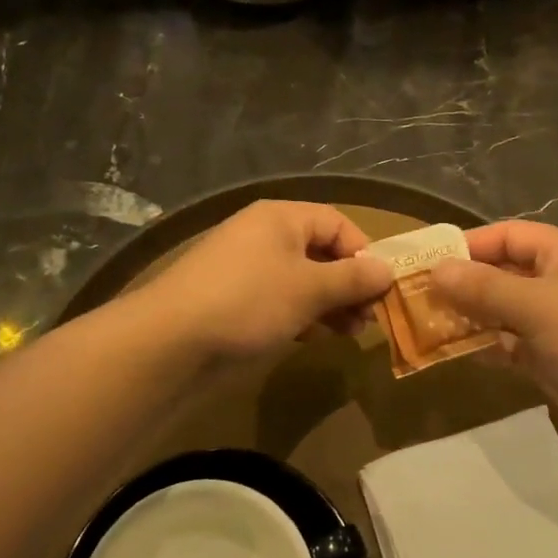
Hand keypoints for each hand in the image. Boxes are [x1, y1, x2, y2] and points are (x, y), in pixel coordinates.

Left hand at [139, 200, 394, 364]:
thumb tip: (387, 270)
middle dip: (349, 284)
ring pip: (301, 278)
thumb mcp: (309, 289)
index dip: (363, 252)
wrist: (171, 340)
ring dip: (329, 303)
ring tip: (350, 333)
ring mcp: (246, 267)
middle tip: (369, 319)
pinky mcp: (233, 299)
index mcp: (281, 218)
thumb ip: (352, 279)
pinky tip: (313, 337)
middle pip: (320, 251)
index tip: (381, 289)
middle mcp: (263, 235)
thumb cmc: (249, 301)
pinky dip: (301, 314)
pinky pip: (279, 298)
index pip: (336, 223)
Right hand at [430, 221, 557, 460]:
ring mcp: (556, 323)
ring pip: (501, 312)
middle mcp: (557, 282)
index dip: (466, 245)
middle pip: (499, 274)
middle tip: (414, 298)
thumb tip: (436, 270)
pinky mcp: (553, 360)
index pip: (505, 236)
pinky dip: (486, 348)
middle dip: (460, 284)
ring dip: (468, 318)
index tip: (424, 261)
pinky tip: (455, 354)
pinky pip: (510, 345)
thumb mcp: (538, 306)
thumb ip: (484, 288)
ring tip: (424, 326)